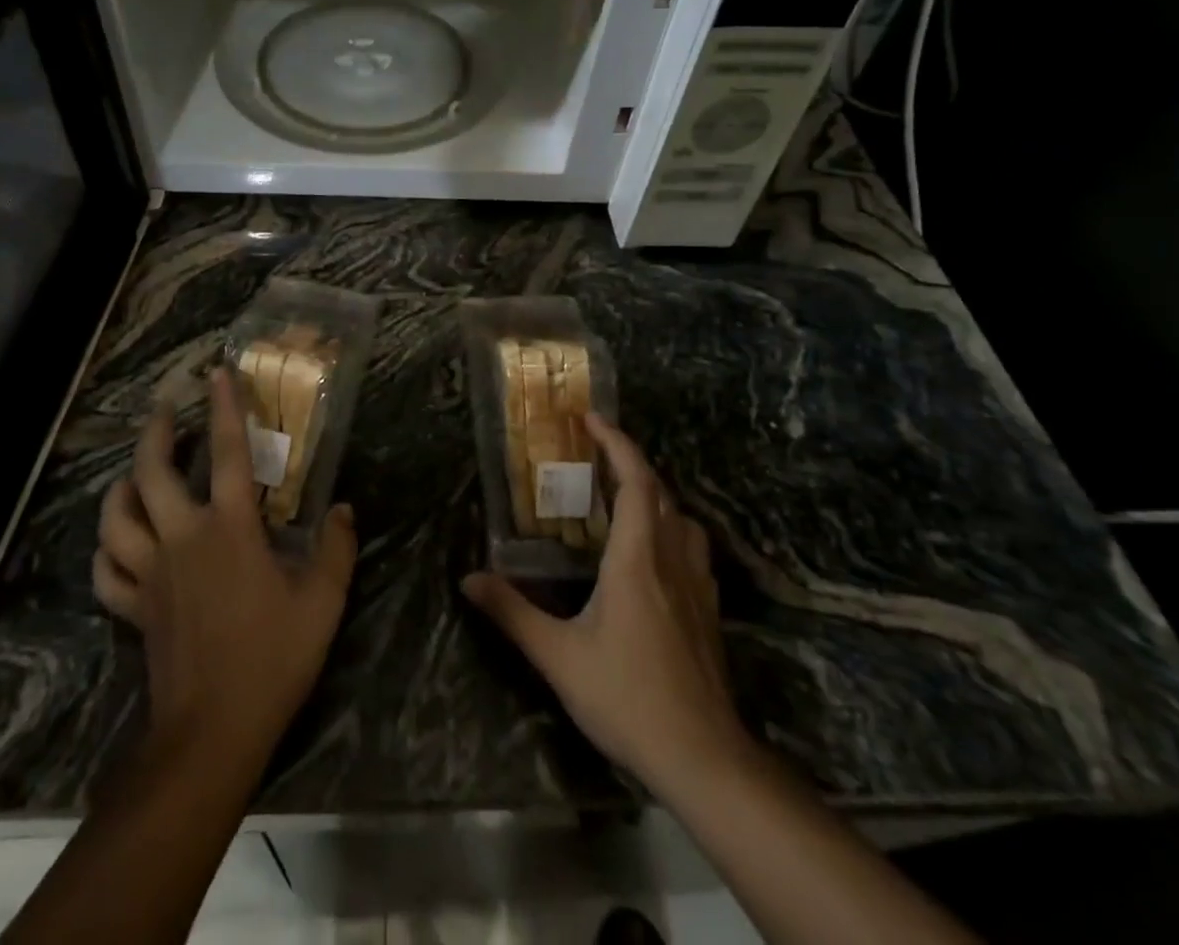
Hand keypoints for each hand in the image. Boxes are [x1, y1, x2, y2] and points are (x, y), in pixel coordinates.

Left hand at [93, 366, 358, 761]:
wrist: (212, 732)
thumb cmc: (272, 659)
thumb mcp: (322, 604)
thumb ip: (336, 550)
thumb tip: (343, 509)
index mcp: (229, 529)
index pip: (226, 453)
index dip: (223, 408)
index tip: (216, 372)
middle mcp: (182, 538)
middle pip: (152, 471)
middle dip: (154, 431)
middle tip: (163, 407)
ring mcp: (150, 573)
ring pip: (116, 516)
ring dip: (121, 485)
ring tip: (134, 471)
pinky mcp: (133, 608)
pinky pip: (106, 571)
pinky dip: (107, 550)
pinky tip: (118, 543)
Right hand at [463, 414, 749, 796]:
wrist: (703, 759)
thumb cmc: (628, 698)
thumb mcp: (558, 657)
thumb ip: (512, 613)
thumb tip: (468, 578)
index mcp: (637, 559)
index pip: (636, 481)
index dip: (617, 443)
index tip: (591, 419)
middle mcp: (671, 561)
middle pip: (660, 493)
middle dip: (631, 461)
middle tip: (596, 453)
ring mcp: (697, 588)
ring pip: (682, 520)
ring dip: (655, 495)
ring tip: (623, 496)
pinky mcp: (709, 613)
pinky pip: (693, 550)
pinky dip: (671, 529)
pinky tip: (654, 553)